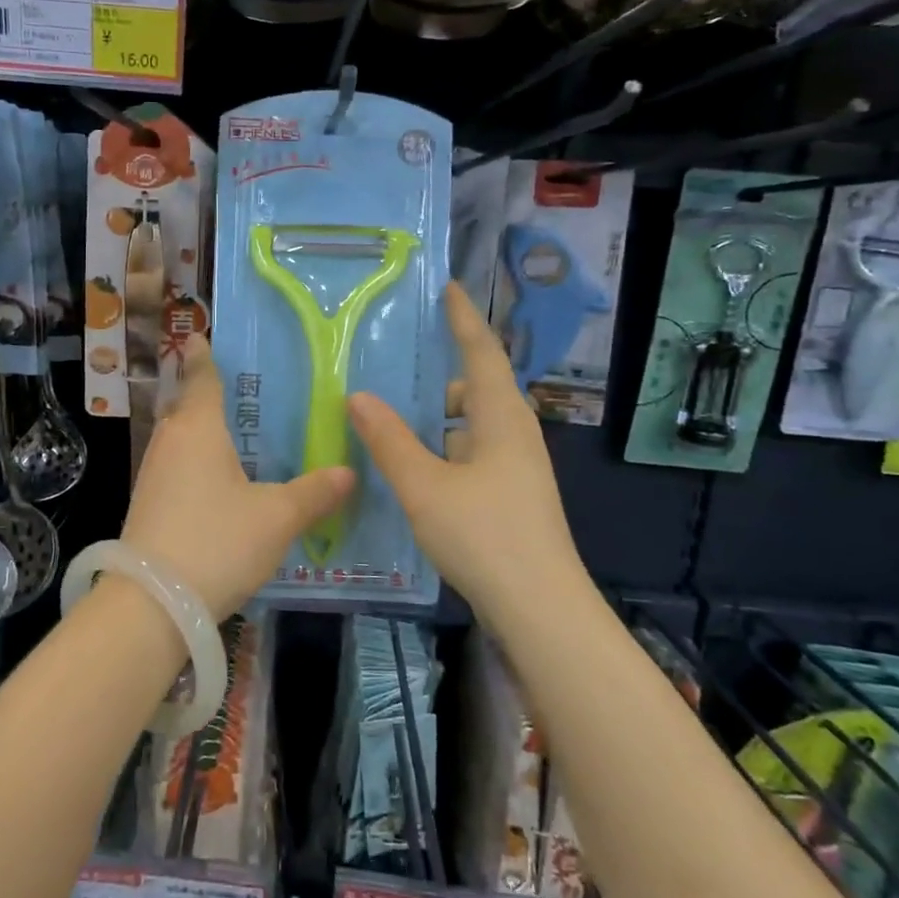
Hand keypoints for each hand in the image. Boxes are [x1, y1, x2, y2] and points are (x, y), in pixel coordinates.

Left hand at [124, 335, 353, 620]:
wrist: (151, 605)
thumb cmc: (217, 542)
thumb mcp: (276, 518)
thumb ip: (313, 493)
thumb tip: (347, 473)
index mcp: (198, 428)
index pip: (201, 377)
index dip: (203, 355)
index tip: (201, 335)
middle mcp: (170, 442)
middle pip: (187, 407)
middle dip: (208, 396)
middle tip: (244, 392)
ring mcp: (153, 475)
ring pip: (181, 441)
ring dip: (203, 434)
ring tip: (237, 437)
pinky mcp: (147, 506)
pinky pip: (176, 469)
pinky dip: (197, 465)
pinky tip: (219, 484)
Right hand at [348, 283, 587, 620]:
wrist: (540, 609)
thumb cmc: (485, 536)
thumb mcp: (424, 485)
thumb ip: (389, 440)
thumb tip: (358, 396)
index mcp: (502, 418)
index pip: (483, 352)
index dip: (464, 319)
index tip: (449, 288)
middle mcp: (515, 434)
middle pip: (479, 388)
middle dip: (442, 374)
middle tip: (397, 364)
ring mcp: (517, 468)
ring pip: (474, 425)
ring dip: (439, 417)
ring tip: (393, 416)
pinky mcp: (512, 495)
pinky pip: (473, 453)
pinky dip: (444, 447)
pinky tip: (414, 465)